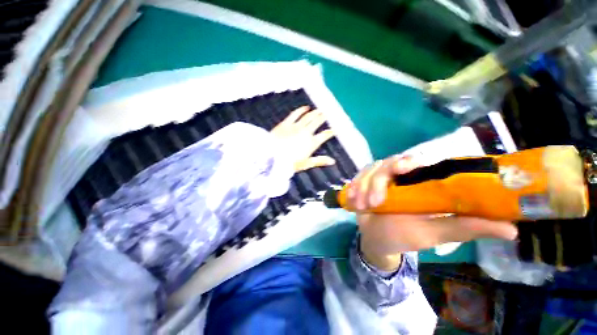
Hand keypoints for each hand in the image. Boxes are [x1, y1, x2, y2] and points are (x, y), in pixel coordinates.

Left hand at [271, 106, 335, 171]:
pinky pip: (295, 114)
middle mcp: (306, 133)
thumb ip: (320, 161)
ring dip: (315, 113)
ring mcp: (296, 127)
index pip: (324, 135)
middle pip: (317, 122)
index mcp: (311, 143)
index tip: (334, 129)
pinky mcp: (286, 123)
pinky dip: (301, 110)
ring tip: (319, 110)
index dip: (330, 132)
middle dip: (323, 117)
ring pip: (308, 117)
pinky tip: (306, 108)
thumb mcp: (306, 164)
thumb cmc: (289, 163)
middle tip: (327, 113)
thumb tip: (333, 161)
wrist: (272, 157)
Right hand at [347, 155, 517, 270]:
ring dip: (364, 187)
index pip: (416, 161)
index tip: (405, 168)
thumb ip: (466, 228)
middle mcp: (398, 176)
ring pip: (370, 170)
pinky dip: (353, 187)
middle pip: (388, 162)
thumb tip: (513, 229)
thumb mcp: (435, 233)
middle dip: (378, 180)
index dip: (409, 160)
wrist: (376, 238)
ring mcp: (378, 178)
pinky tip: (352, 200)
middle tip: (376, 201)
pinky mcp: (363, 181)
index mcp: (419, 183)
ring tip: (362, 207)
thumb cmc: (405, 236)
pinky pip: (357, 177)